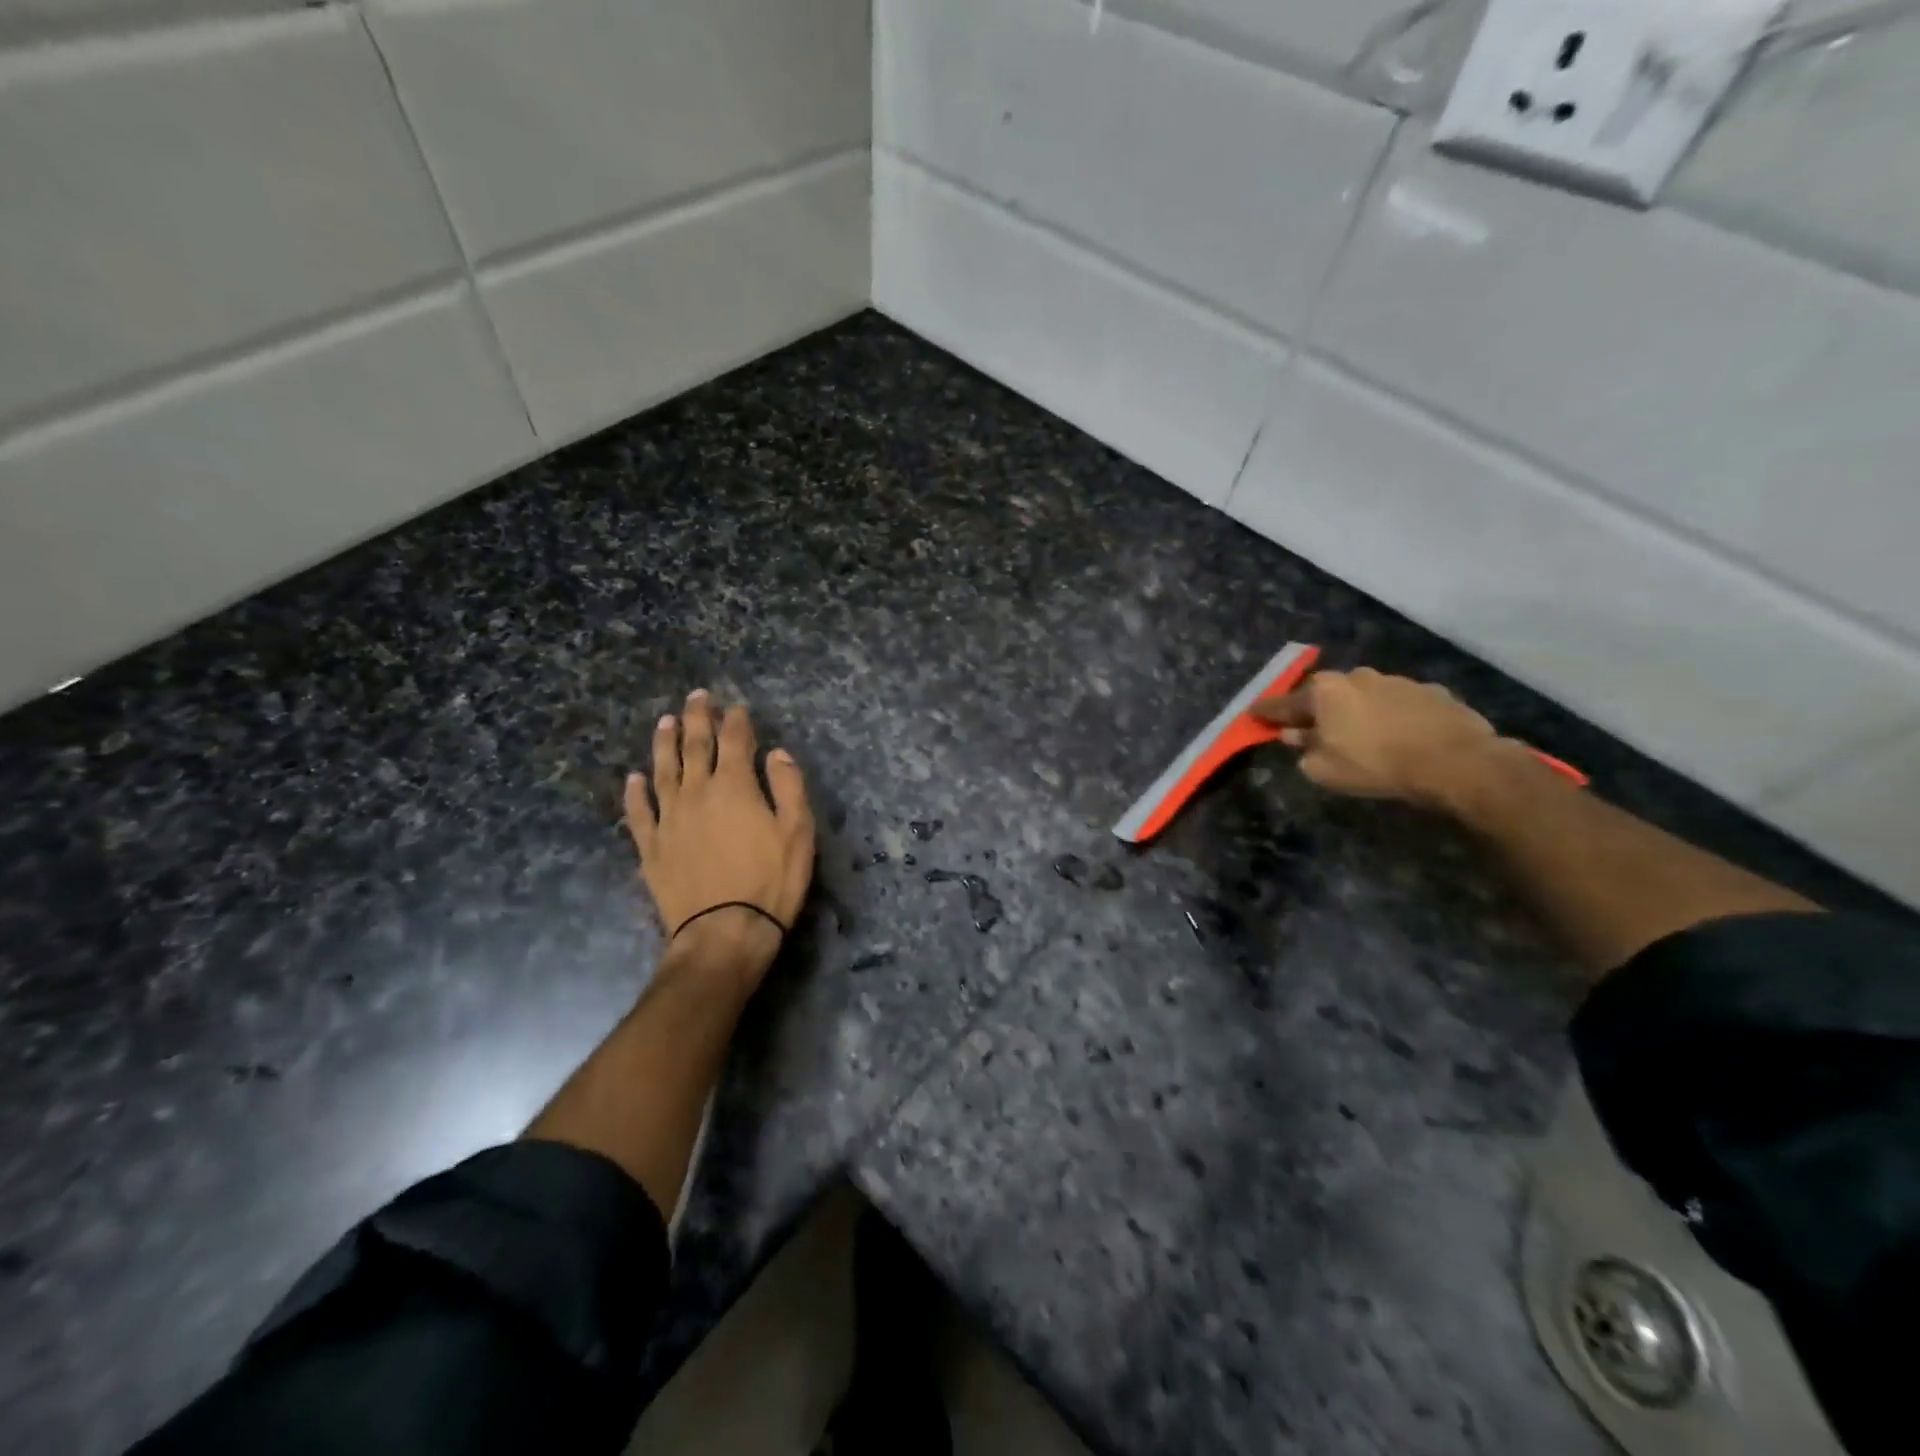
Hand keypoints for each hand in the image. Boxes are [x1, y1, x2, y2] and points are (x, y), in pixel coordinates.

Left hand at [625, 690, 815, 988]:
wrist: (723, 931)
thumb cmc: (771, 881)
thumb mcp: (798, 832)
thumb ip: (788, 787)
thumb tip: (776, 753)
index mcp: (735, 786)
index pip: (735, 741)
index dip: (737, 721)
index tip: (737, 706)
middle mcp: (697, 792)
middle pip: (695, 746)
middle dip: (698, 718)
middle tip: (696, 696)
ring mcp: (669, 819)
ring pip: (663, 770)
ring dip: (664, 744)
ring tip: (664, 722)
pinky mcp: (651, 847)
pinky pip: (639, 812)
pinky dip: (635, 793)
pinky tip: (633, 778)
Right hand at [1251, 668, 1502, 809]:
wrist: (1454, 761)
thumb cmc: (1375, 764)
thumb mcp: (1325, 769)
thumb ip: (1304, 749)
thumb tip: (1295, 736)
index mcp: (1324, 692)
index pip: (1284, 703)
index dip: (1266, 712)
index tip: (1253, 713)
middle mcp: (1356, 676)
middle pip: (1326, 693)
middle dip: (1317, 709)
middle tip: (1313, 728)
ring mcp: (1396, 680)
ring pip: (1365, 695)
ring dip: (1358, 711)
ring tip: (1364, 735)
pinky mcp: (1431, 691)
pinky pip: (1399, 703)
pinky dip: (1393, 716)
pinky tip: (1401, 735)